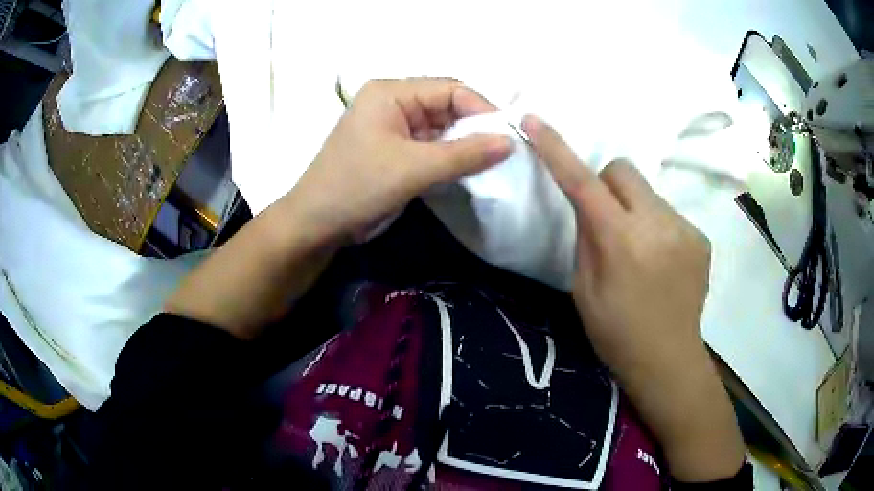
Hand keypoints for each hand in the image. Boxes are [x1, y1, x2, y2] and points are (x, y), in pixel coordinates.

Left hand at [287, 78, 511, 241]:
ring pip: (442, 127)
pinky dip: (451, 157)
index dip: (482, 109)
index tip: (508, 137)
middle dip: (475, 127)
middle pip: (447, 105)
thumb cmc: (357, 187)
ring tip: (493, 162)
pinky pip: (433, 145)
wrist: (318, 224)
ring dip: (465, 144)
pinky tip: (470, 170)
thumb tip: (510, 142)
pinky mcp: (397, 149)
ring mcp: (395, 126)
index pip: (450, 89)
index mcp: (391, 92)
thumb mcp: (413, 169)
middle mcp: (394, 102)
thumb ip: (464, 154)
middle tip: (504, 152)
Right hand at [522, 115, 744, 481]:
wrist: (668, 360)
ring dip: (635, 209)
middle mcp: (657, 224)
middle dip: (607, 185)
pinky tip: (661, 262)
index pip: (582, 181)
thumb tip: (590, 205)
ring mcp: (685, 229)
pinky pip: (668, 214)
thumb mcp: (584, 290)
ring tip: (639, 252)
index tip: (535, 121)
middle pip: (623, 170)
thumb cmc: (616, 334)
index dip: (556, 148)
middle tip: (607, 222)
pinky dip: (657, 227)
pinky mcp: (701, 237)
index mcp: (621, 242)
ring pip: (647, 192)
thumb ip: (585, 237)